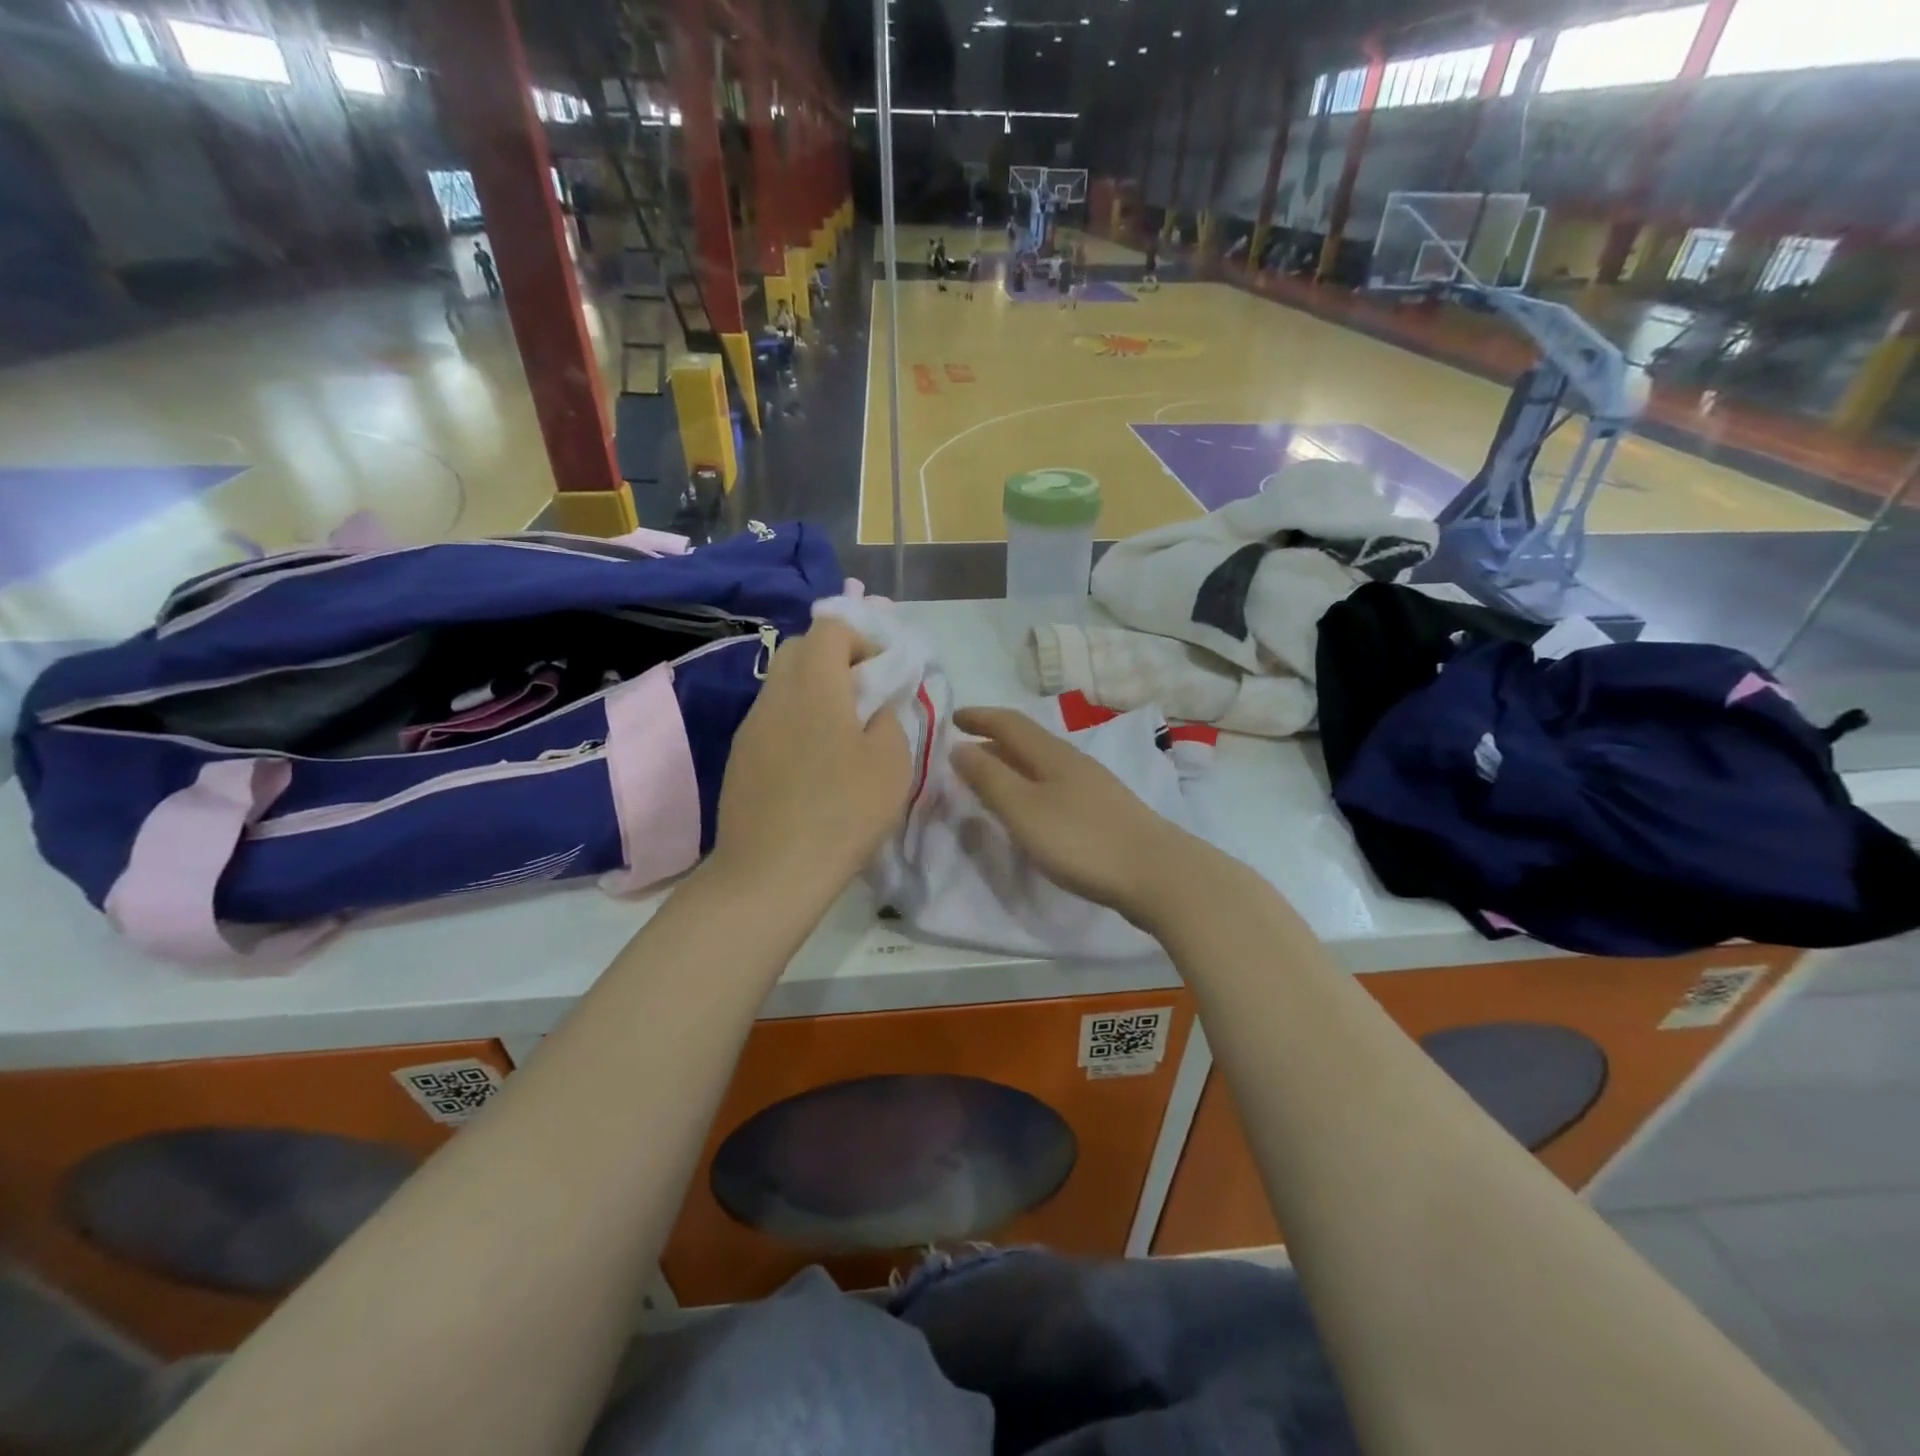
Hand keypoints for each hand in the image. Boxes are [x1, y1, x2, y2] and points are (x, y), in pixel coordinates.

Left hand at [712, 617, 909, 896]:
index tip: (884, 673)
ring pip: (783, 684)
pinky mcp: (741, 757)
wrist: (772, 870)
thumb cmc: (843, 809)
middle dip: (835, 660)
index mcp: (814, 682)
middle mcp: (775, 692)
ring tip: (842, 734)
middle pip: (800, 649)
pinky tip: (814, 765)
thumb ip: (888, 718)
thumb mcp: (892, 761)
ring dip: (815, 693)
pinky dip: (796, 722)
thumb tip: (874, 708)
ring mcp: (751, 725)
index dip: (862, 639)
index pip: (830, 627)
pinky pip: (772, 719)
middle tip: (864, 698)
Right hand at [951, 706, 1199, 926]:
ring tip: (992, 779)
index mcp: (1053, 754)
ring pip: (1044, 764)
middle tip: (965, 751)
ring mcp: (1094, 786)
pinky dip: (1032, 786)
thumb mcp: (1024, 810)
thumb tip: (960, 748)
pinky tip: (1033, 809)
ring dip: (1014, 765)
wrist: (1157, 873)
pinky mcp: (1105, 812)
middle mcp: (1074, 762)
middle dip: (994, 741)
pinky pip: (1057, 785)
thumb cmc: (1082, 840)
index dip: (980, 717)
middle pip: (1029, 741)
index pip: (1010, 723)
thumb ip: (990, 779)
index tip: (952, 718)